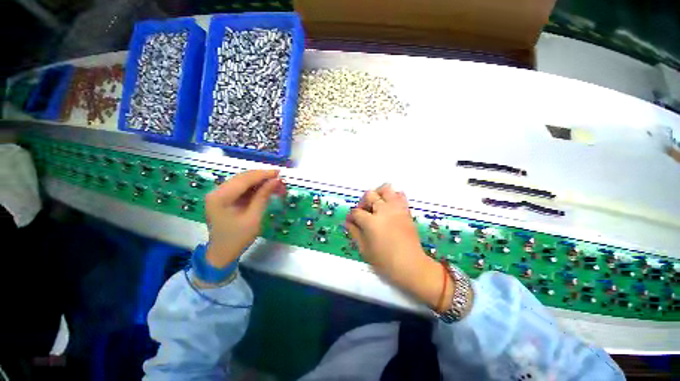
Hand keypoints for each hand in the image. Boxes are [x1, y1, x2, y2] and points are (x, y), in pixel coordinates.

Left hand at [204, 169, 285, 267]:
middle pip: (242, 178)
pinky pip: (242, 188)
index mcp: (220, 197)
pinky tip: (266, 189)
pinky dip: (255, 188)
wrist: (222, 254)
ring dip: (259, 182)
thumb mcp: (253, 217)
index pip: (244, 179)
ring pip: (243, 181)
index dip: (263, 174)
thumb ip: (263, 196)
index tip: (279, 173)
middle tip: (279, 178)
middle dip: (262, 177)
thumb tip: (276, 181)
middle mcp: (217, 192)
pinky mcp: (224, 198)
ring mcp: (219, 194)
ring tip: (275, 184)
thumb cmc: (237, 238)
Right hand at [346, 184, 452, 310]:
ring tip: (376, 204)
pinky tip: (389, 207)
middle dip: (363, 202)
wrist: (411, 266)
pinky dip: (393, 197)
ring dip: (378, 194)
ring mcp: (396, 209)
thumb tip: (348, 222)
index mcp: (371, 222)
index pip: (356, 212)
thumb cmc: (385, 262)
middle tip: (363, 213)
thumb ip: (355, 232)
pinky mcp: (406, 211)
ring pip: (386, 189)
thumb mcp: (364, 249)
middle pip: (369, 195)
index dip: (351, 216)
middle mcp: (383, 211)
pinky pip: (400, 195)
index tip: (350, 221)